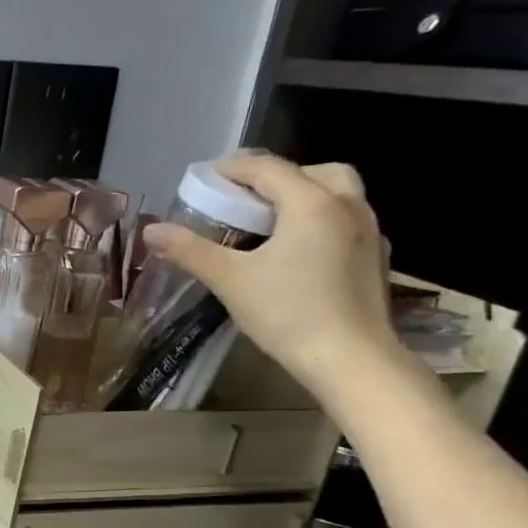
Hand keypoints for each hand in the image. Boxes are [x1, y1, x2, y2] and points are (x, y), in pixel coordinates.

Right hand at [142, 154, 404, 396]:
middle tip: (244, 201)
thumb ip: (190, 250)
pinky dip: (320, 222)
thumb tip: (151, 230)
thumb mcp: (229, 279)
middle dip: (276, 179)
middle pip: (313, 172)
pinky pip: (346, 222)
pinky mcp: (376, 258)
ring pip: (337, 194)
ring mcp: (369, 232)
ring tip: (269, 225)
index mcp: (312, 203)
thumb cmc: (287, 313)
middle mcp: (348, 207)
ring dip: (302, 197)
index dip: (233, 169)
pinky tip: (297, 253)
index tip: (204, 180)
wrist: (351, 360)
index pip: (268, 168)